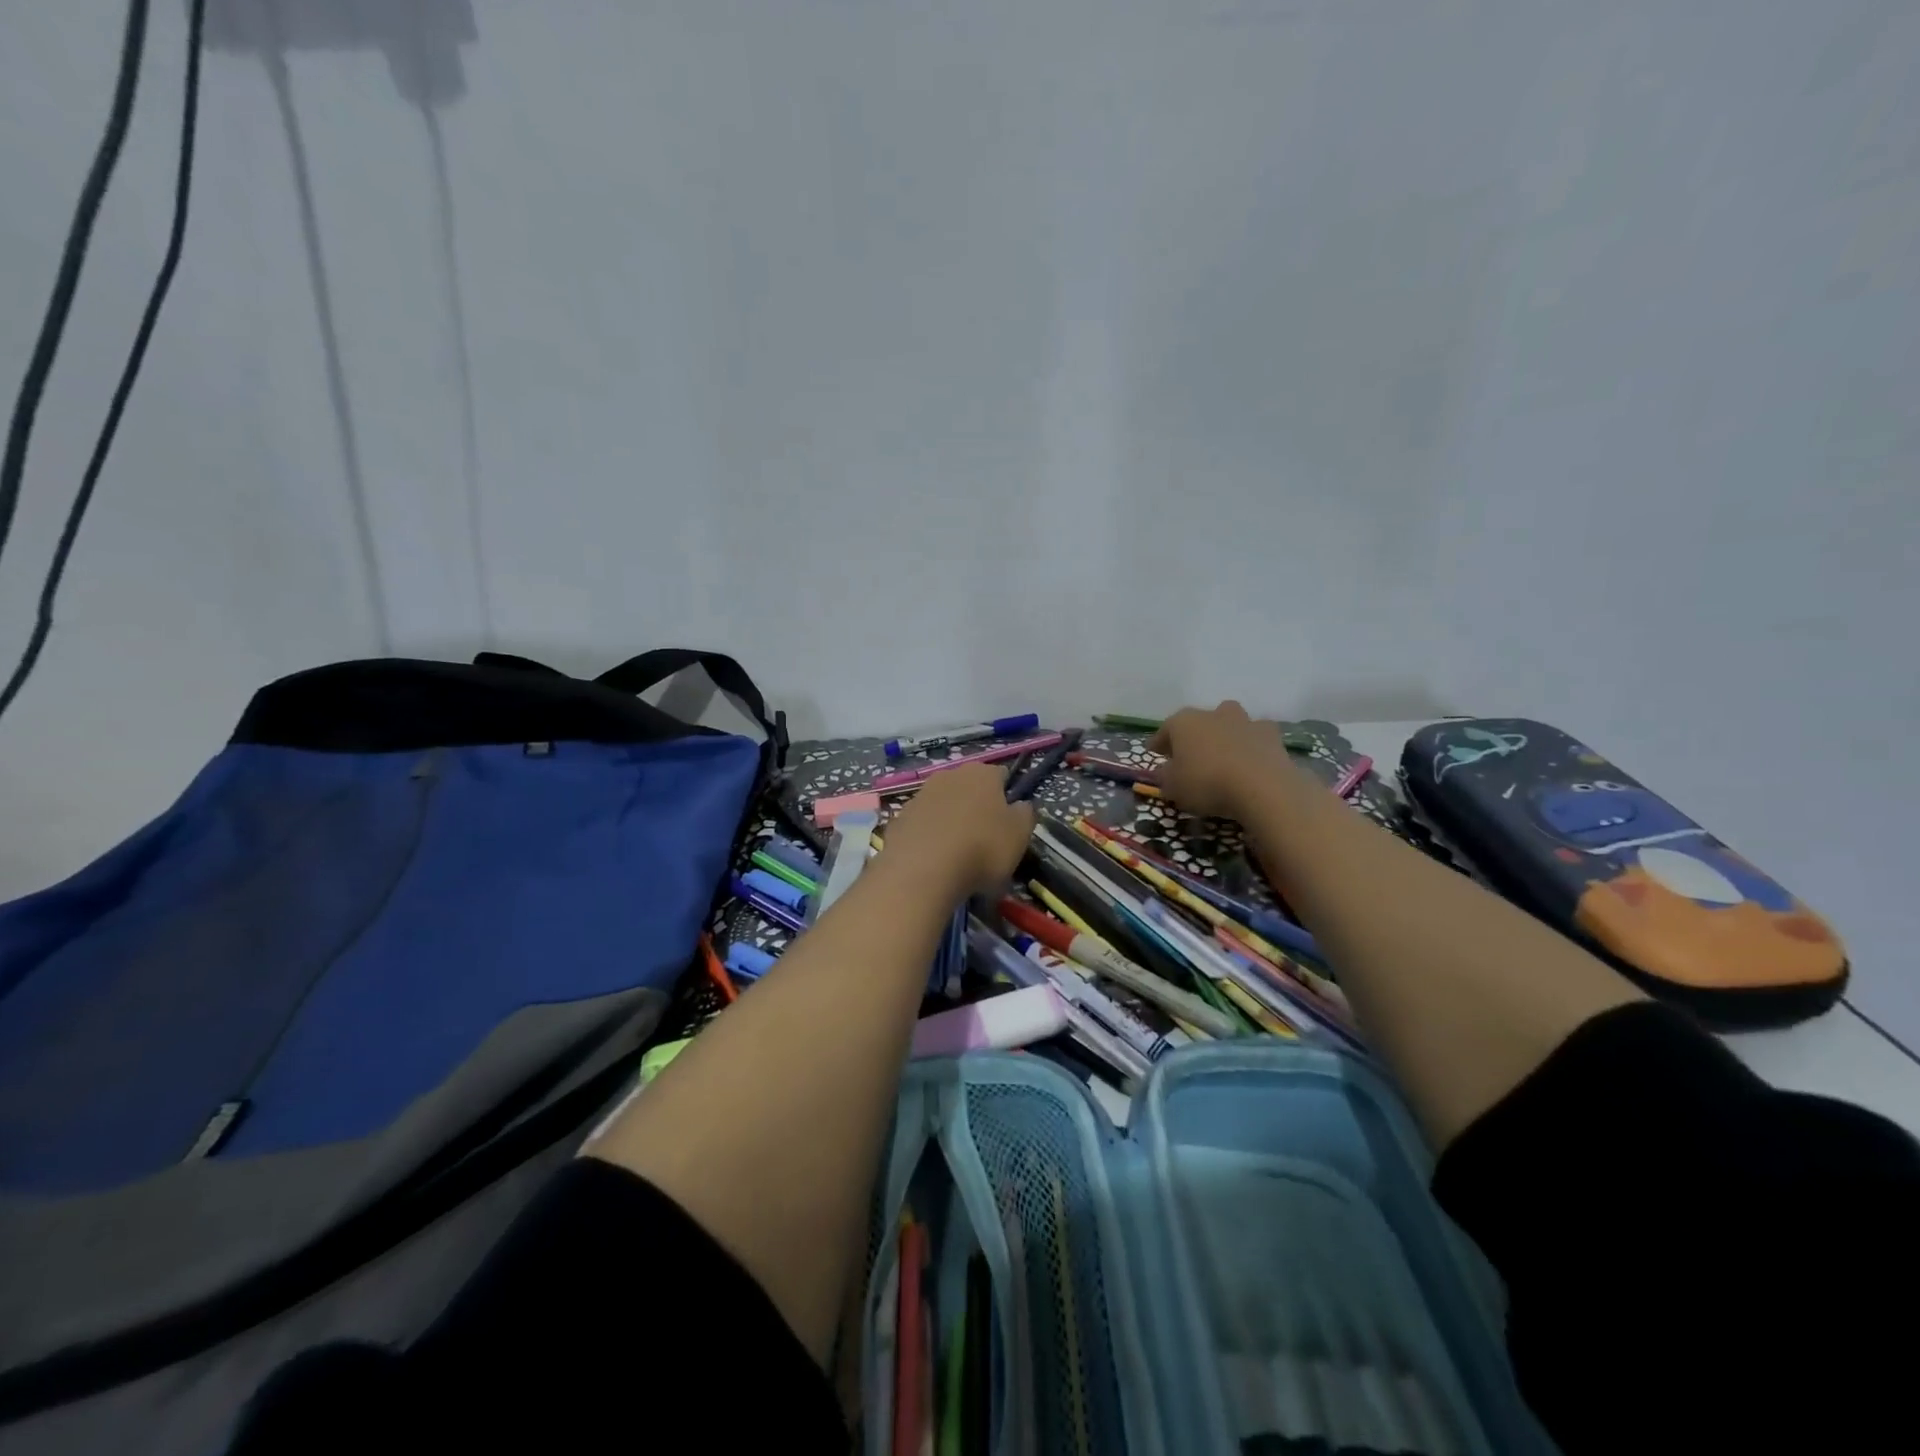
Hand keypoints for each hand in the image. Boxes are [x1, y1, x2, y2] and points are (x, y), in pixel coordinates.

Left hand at [878, 764, 1036, 899]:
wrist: (922, 870)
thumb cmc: (982, 849)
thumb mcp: (1019, 836)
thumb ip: (1025, 815)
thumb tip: (1022, 805)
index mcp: (982, 774)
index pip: (1001, 776)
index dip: (1007, 796)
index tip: (1009, 822)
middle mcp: (950, 775)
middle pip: (969, 788)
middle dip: (977, 807)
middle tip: (984, 838)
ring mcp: (920, 795)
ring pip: (943, 804)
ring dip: (951, 820)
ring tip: (957, 854)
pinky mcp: (900, 818)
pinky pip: (922, 824)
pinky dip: (929, 836)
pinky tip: (933, 860)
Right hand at [1149, 701, 1296, 816]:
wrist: (1262, 788)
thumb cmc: (1207, 783)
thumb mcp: (1173, 787)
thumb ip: (1164, 775)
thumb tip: (1164, 769)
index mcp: (1183, 722)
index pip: (1165, 730)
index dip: (1158, 743)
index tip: (1153, 753)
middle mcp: (1213, 714)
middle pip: (1199, 721)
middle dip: (1194, 735)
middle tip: (1191, 755)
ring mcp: (1245, 721)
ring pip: (1229, 723)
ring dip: (1225, 736)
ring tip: (1223, 757)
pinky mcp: (1272, 735)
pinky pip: (1255, 738)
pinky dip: (1251, 746)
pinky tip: (1250, 763)